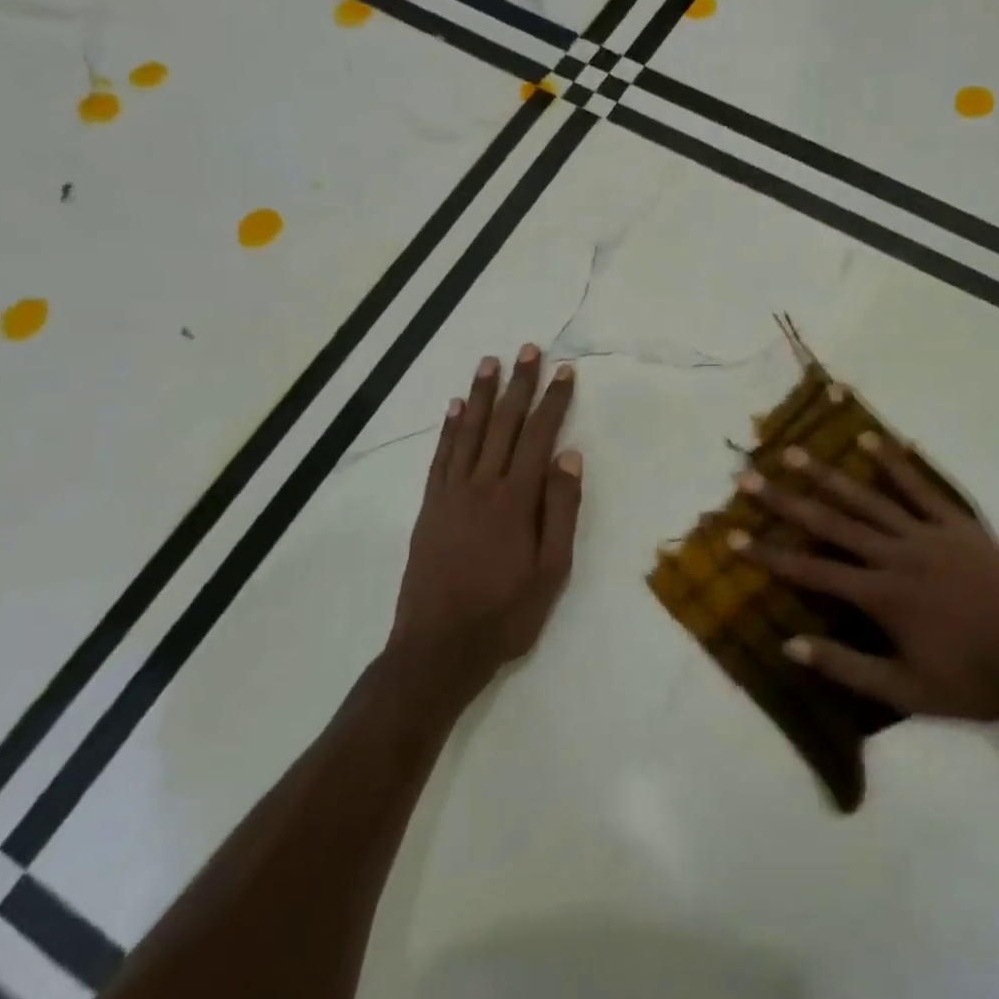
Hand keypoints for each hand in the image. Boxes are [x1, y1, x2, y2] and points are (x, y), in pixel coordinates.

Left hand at [391, 345, 582, 694]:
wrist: (438, 648)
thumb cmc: (506, 613)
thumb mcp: (552, 569)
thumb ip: (560, 510)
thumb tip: (568, 457)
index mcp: (516, 500)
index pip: (539, 437)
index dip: (554, 402)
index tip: (564, 371)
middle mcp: (481, 486)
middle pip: (504, 424)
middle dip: (519, 385)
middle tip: (528, 350)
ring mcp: (450, 494)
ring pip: (469, 432)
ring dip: (482, 395)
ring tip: (490, 363)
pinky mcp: (429, 507)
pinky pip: (440, 457)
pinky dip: (449, 428)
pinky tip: (456, 407)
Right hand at [735, 432, 998, 721]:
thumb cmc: (972, 681)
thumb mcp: (906, 691)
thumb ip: (846, 666)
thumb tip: (790, 644)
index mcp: (881, 595)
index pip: (811, 570)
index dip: (769, 554)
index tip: (733, 536)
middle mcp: (897, 554)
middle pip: (831, 522)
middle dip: (785, 501)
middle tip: (750, 477)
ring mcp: (928, 534)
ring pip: (869, 498)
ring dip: (829, 474)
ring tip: (795, 453)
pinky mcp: (958, 524)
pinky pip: (923, 488)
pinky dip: (897, 464)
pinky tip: (874, 440)